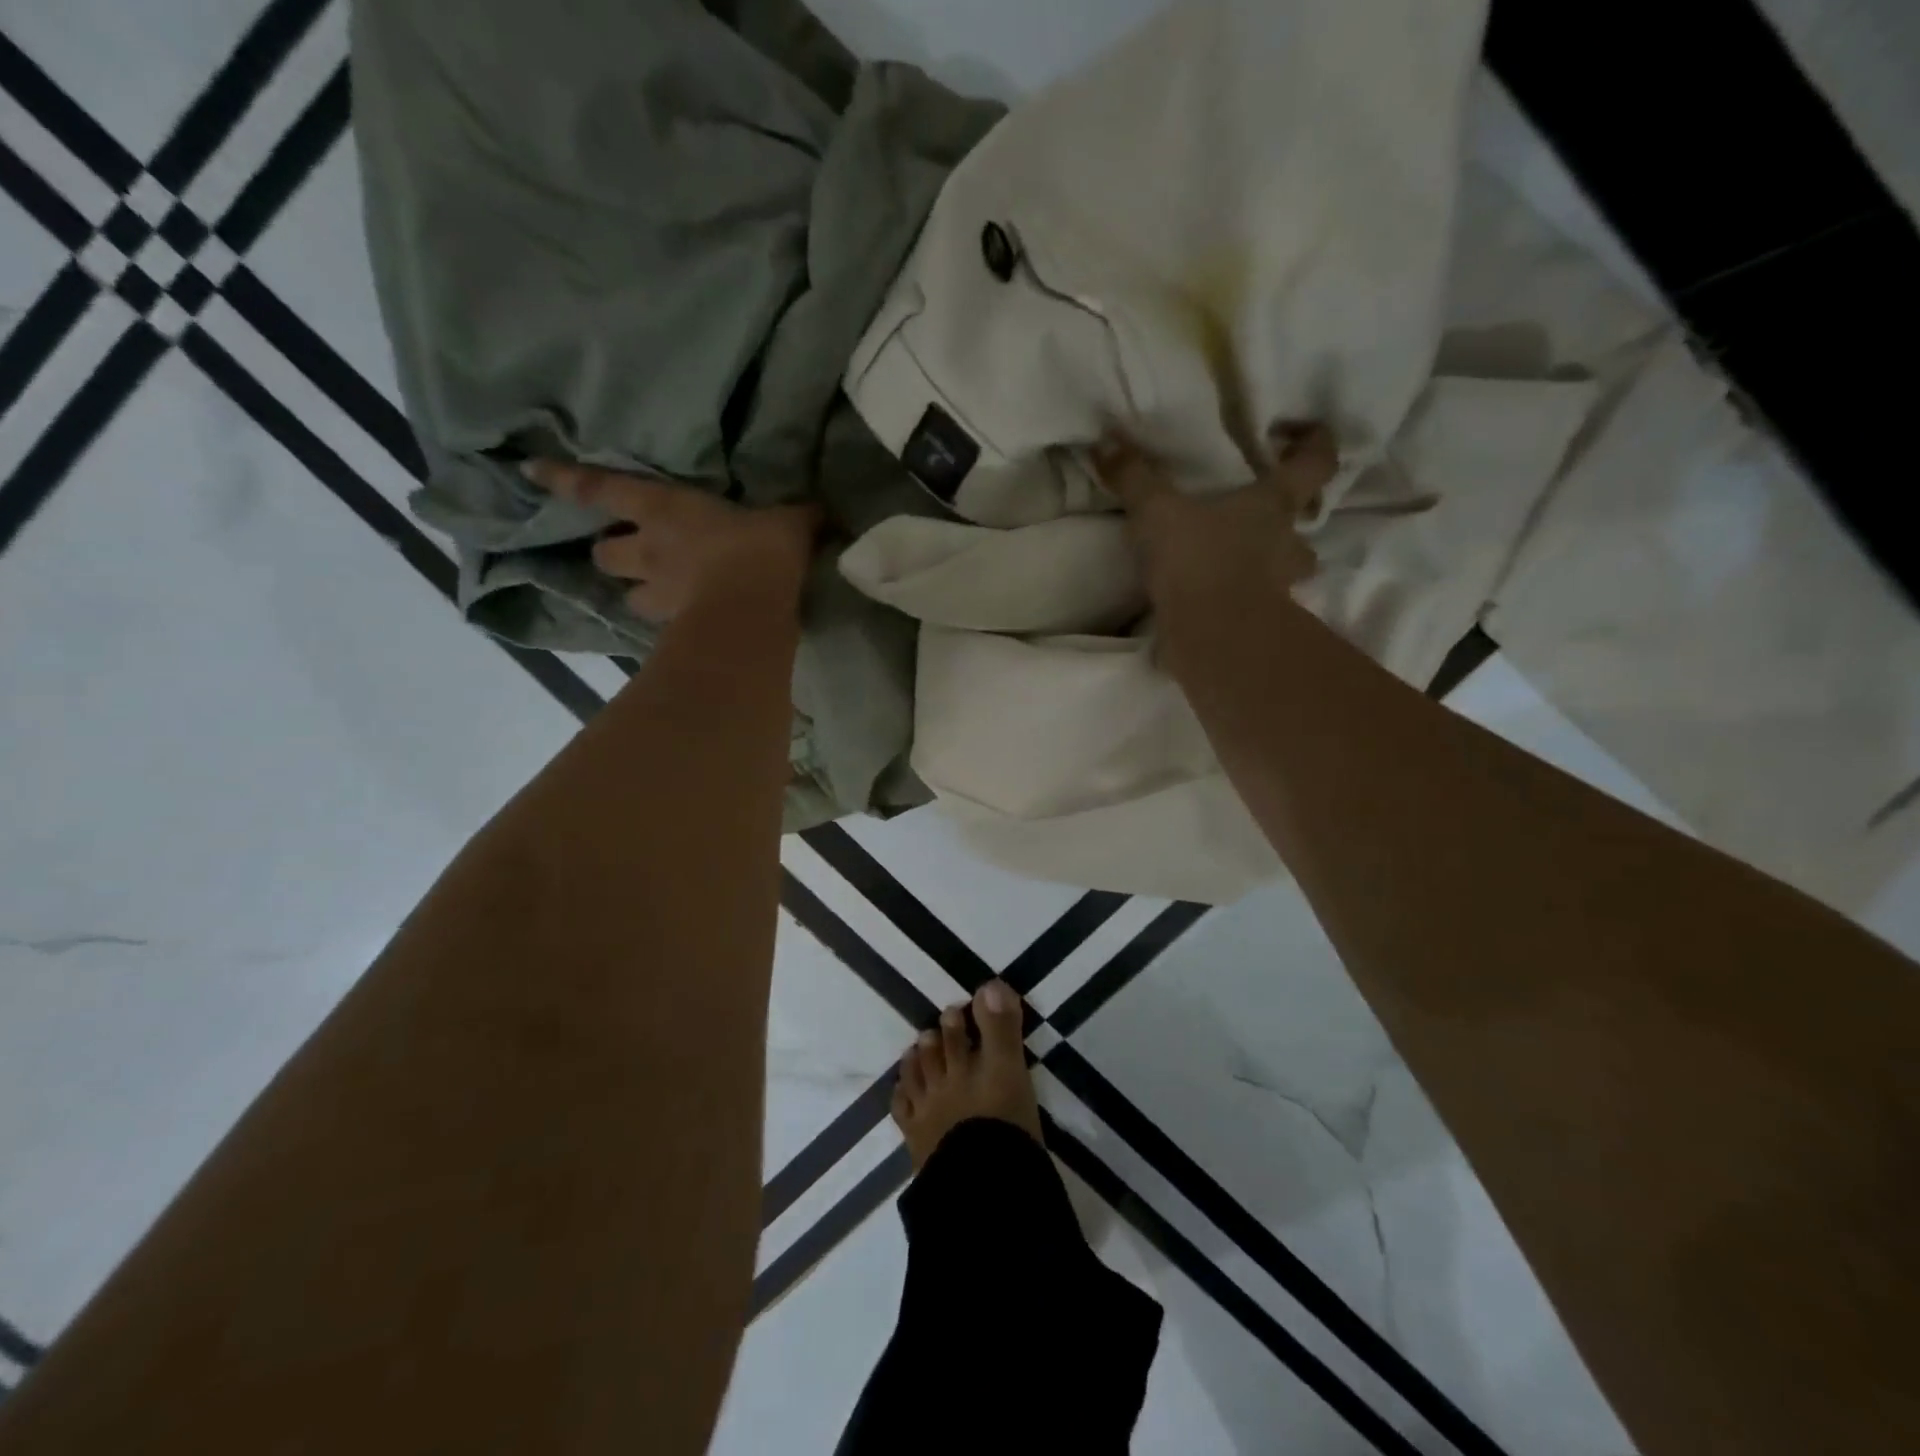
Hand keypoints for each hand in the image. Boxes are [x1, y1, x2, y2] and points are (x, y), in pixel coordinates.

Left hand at [524, 461, 819, 621]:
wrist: (754, 609)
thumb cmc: (761, 550)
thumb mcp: (789, 522)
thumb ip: (800, 515)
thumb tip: (826, 511)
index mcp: (667, 509)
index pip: (603, 489)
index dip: (566, 481)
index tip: (529, 472)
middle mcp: (651, 551)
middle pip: (606, 554)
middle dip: (613, 553)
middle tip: (632, 555)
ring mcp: (660, 594)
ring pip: (631, 596)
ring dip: (641, 593)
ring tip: (662, 595)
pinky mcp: (676, 628)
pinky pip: (664, 626)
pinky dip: (672, 625)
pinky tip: (689, 626)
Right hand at [1090, 422, 1331, 610]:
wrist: (1214, 638)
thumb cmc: (1199, 562)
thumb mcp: (1157, 514)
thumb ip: (1135, 479)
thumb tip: (1106, 441)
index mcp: (1272, 506)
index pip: (1315, 463)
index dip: (1315, 444)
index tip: (1304, 434)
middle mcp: (1286, 545)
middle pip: (1305, 527)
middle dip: (1291, 522)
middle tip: (1263, 519)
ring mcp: (1280, 589)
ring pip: (1286, 572)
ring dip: (1270, 567)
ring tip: (1237, 564)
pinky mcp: (1259, 625)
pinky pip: (1254, 608)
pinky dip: (1238, 604)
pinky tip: (1211, 603)